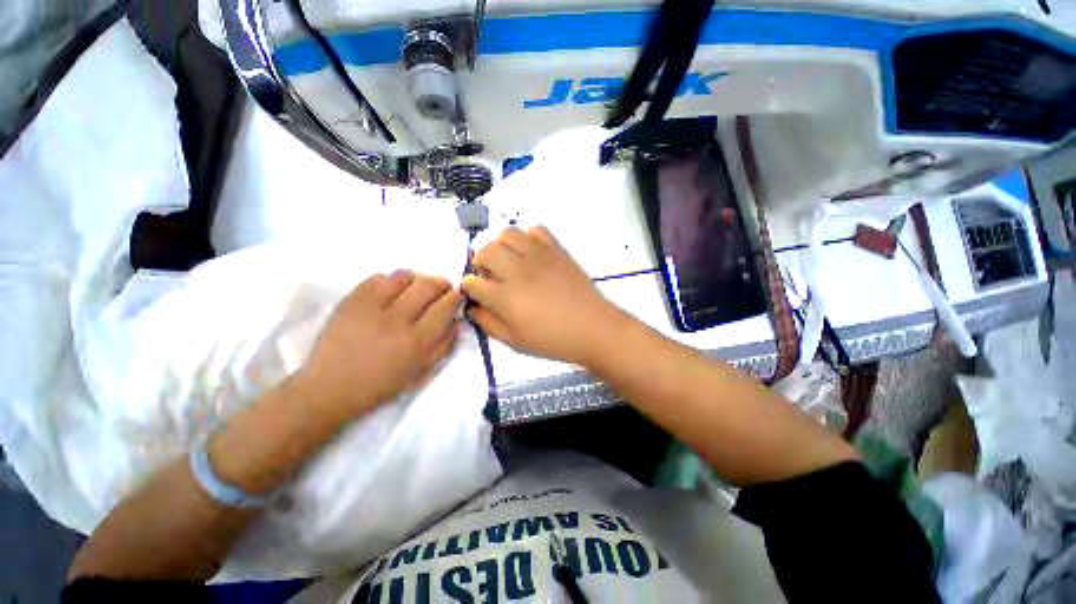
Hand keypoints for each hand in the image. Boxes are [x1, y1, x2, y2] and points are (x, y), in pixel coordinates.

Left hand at [295, 271, 462, 415]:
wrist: (330, 388)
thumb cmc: (381, 384)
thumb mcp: (421, 373)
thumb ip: (444, 346)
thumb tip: (459, 322)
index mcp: (417, 341)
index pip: (445, 306)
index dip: (456, 296)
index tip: (458, 295)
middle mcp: (398, 320)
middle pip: (428, 285)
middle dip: (441, 283)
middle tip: (442, 288)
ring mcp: (372, 308)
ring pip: (404, 276)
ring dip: (417, 278)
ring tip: (416, 288)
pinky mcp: (351, 301)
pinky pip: (377, 278)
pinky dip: (390, 281)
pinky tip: (390, 291)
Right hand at [462, 226, 627, 364]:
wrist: (593, 328)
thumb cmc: (553, 340)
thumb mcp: (515, 341)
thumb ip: (488, 324)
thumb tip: (472, 307)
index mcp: (506, 298)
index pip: (473, 282)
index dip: (469, 286)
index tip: (475, 290)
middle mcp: (518, 271)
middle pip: (485, 250)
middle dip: (480, 261)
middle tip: (490, 274)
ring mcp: (539, 256)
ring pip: (507, 233)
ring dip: (501, 245)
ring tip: (509, 259)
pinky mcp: (556, 249)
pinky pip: (536, 230)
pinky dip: (527, 237)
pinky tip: (530, 253)